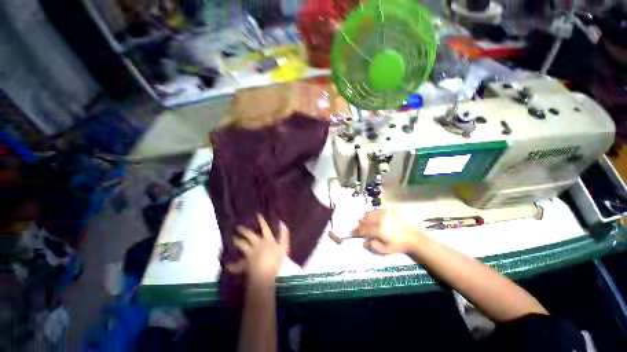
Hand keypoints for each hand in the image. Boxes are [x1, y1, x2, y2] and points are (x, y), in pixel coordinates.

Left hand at [227, 214, 289, 283]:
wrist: (265, 273)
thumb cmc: (276, 260)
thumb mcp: (284, 246)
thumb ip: (284, 234)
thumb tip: (281, 222)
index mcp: (267, 240)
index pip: (265, 228)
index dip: (261, 221)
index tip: (257, 214)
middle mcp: (257, 244)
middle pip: (250, 236)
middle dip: (244, 231)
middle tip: (238, 227)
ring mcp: (250, 253)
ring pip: (242, 246)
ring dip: (237, 242)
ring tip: (233, 239)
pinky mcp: (245, 263)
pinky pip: (237, 265)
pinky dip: (232, 266)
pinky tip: (227, 266)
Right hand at [353, 208, 424, 254]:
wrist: (413, 238)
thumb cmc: (399, 245)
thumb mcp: (386, 250)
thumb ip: (374, 246)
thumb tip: (364, 241)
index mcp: (379, 230)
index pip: (364, 229)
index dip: (357, 231)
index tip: (354, 233)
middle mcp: (380, 220)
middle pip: (365, 219)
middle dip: (360, 223)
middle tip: (359, 227)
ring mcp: (385, 214)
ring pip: (370, 213)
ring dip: (365, 217)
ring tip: (365, 221)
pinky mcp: (390, 210)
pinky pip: (378, 209)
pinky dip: (373, 212)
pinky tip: (374, 216)